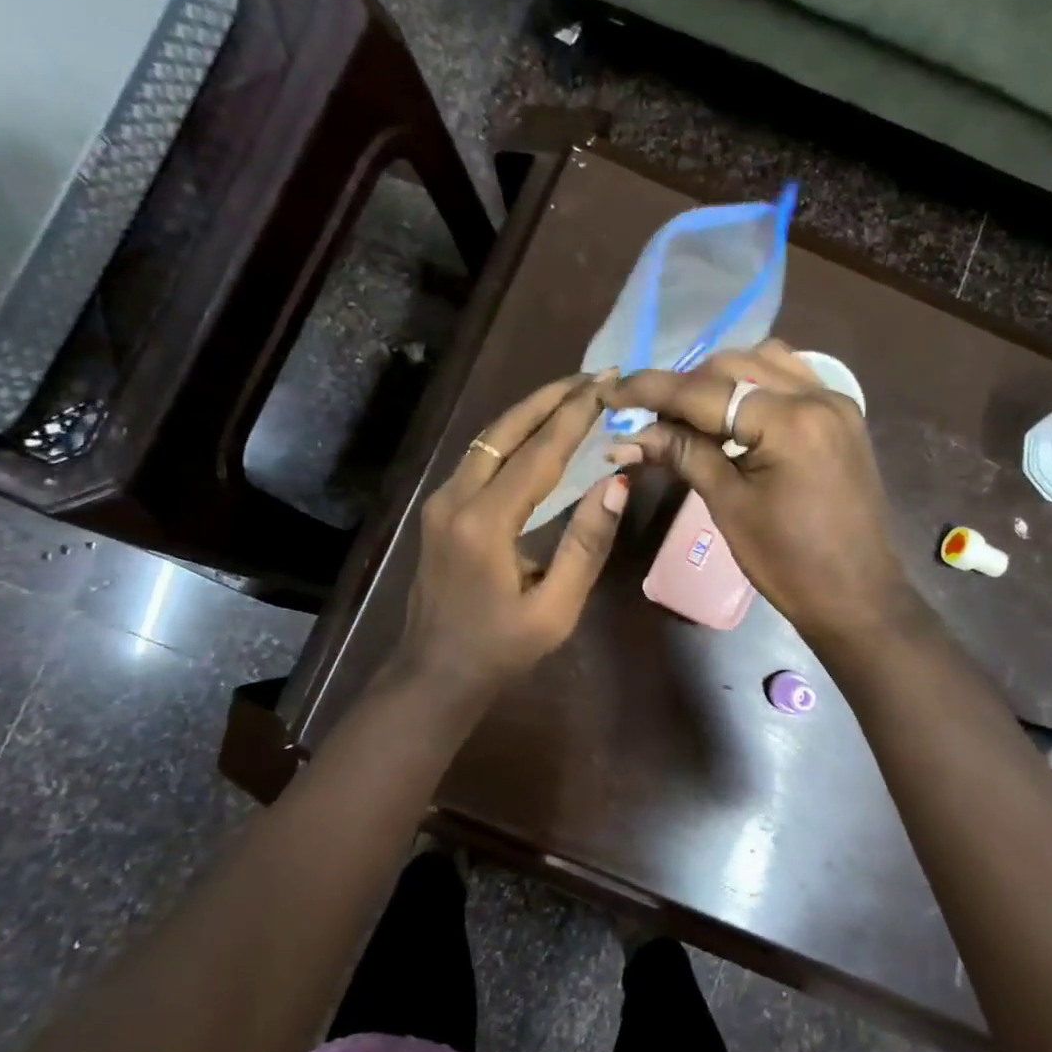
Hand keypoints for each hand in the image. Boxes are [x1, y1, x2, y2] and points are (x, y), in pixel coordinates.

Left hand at [393, 372, 627, 711]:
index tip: (607, 384)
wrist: (433, 674)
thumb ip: (586, 543)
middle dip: (549, 398)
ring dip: (528, 413)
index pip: (537, 453)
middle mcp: (455, 499)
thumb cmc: (500, 650)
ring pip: (487, 440)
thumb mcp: (555, 608)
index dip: (574, 415)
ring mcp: (440, 502)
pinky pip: (479, 459)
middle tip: (592, 377)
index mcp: (485, 523)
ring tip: (571, 395)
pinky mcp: (438, 510)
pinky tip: (537, 433)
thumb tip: (618, 482)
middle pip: (504, 431)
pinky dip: (511, 436)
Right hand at [604, 339, 913, 644]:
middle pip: (733, 365)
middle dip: (685, 386)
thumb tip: (631, 436)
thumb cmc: (788, 562)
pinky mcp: (843, 416)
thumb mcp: (729, 506)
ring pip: (764, 361)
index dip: (651, 390)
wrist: (857, 596)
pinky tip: (735, 411)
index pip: (704, 391)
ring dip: (721, 378)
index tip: (612, 394)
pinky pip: (791, 377)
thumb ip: (683, 455)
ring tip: (691, 412)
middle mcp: (817, 396)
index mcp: (789, 422)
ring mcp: (836, 402)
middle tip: (650, 417)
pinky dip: (755, 383)